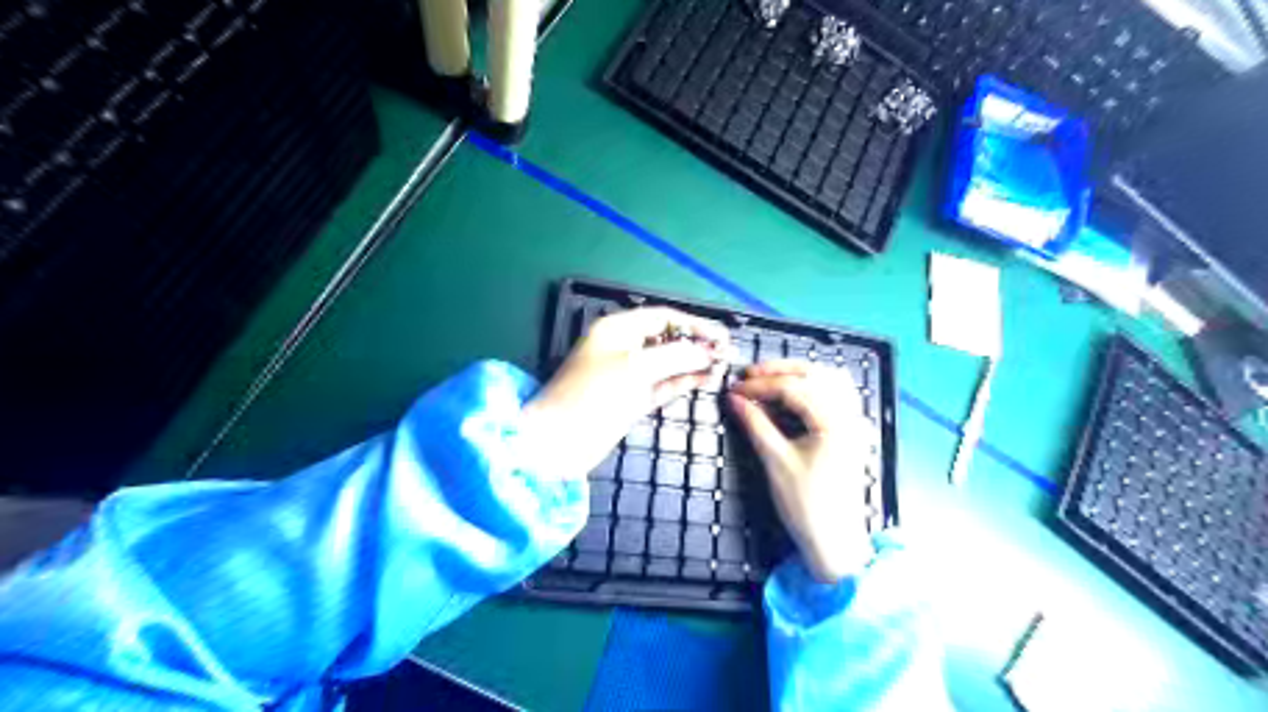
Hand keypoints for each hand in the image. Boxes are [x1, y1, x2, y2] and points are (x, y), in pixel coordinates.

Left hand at [522, 307, 721, 480]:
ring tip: (722, 366)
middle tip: (727, 352)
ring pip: (668, 363)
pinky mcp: (632, 400)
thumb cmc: (594, 395)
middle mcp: (624, 347)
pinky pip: (664, 385)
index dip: (694, 324)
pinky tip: (704, 379)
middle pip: (668, 339)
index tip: (722, 336)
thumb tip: (707, 352)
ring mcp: (629, 375)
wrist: (559, 441)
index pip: (663, 318)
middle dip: (696, 343)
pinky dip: (683, 381)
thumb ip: (676, 356)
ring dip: (693, 363)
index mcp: (618, 329)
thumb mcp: (636, 367)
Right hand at [727, 361, 877, 584]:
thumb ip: (755, 424)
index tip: (733, 388)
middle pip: (815, 374)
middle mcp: (850, 415)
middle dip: (780, 370)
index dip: (760, 385)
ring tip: (768, 380)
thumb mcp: (775, 461)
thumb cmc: (805, 505)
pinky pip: (835, 395)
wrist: (835, 542)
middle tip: (748, 376)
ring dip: (798, 374)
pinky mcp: (851, 431)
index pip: (794, 388)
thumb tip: (734, 399)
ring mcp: (854, 422)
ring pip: (828, 380)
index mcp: (835, 422)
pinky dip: (812, 387)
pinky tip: (792, 393)